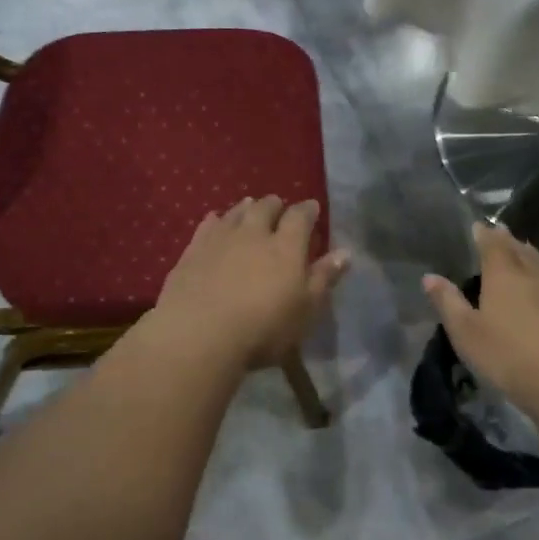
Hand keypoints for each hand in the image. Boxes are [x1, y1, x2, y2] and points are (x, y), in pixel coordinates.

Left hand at [151, 197, 349, 368]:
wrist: (199, 333)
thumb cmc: (263, 327)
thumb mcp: (305, 310)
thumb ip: (323, 278)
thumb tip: (345, 253)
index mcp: (286, 246)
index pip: (300, 217)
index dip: (308, 210)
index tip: (312, 208)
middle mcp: (253, 233)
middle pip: (265, 208)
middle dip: (275, 205)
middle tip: (279, 207)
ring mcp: (220, 239)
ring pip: (236, 212)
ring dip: (245, 207)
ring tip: (250, 206)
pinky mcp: (192, 250)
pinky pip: (206, 225)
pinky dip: (215, 220)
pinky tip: (215, 220)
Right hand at [423, 223, 538, 416]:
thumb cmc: (508, 356)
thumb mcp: (466, 333)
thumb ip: (448, 302)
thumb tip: (430, 277)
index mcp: (504, 274)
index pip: (493, 244)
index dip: (484, 234)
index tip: (478, 226)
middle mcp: (535, 273)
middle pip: (520, 249)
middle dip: (508, 240)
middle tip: (500, 232)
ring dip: (531, 254)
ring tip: (524, 250)